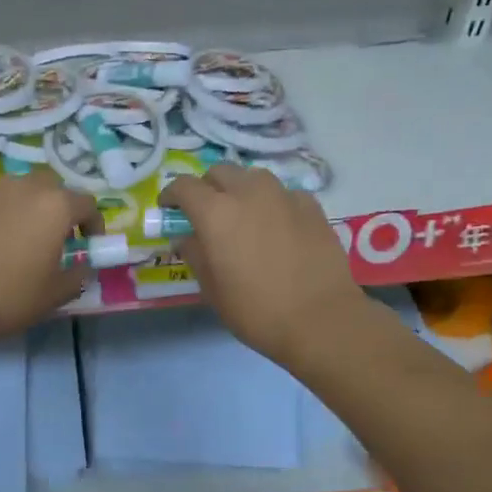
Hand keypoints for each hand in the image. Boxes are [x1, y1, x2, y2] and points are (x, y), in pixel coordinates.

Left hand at [0, 169, 98, 348]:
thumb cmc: (6, 295)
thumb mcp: (53, 296)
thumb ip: (76, 277)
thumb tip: (82, 268)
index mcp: (54, 206)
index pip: (87, 203)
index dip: (93, 224)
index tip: (89, 245)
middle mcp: (23, 188)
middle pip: (52, 186)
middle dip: (59, 207)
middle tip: (55, 238)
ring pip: (18, 190)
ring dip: (27, 208)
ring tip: (20, 240)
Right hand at [160, 165, 365, 367]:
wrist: (322, 319)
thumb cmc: (257, 311)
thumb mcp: (212, 290)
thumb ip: (195, 255)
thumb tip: (186, 237)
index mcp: (216, 212)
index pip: (184, 186)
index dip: (172, 195)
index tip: (170, 209)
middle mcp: (248, 192)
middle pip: (219, 172)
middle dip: (208, 187)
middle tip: (207, 213)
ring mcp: (283, 195)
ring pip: (253, 177)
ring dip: (241, 189)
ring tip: (244, 215)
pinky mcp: (311, 205)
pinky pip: (284, 193)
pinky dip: (274, 203)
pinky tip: (278, 226)